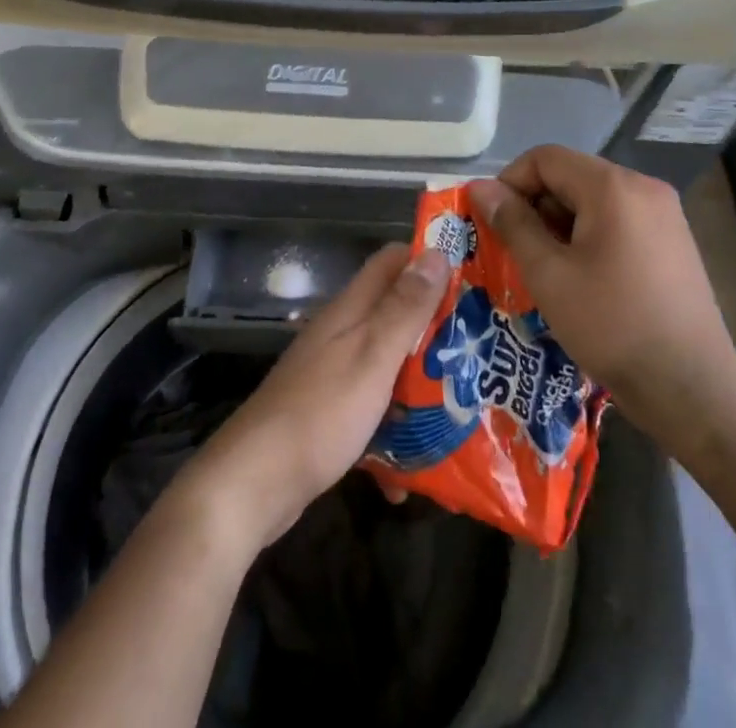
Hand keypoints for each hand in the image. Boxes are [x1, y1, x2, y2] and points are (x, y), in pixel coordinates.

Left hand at [175, 242, 452, 550]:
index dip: (429, 260)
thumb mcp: (372, 356)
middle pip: (395, 312)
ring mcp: (334, 373)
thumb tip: (437, 252)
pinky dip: (394, 431)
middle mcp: (342, 332)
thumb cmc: (321, 412)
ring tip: (463, 406)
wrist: (255, 482)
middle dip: (436, 327)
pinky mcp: (330, 412)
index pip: (392, 261)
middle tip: (481, 347)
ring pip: (388, 363)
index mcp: (351, 309)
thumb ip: (404, 308)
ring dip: (420, 381)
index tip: (473, 276)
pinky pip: (374, 409)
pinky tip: (412, 470)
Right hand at [467, 146, 735, 465]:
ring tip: (546, 270)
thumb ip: (512, 223)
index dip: (510, 183)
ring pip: (593, 200)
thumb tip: (480, 188)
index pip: (545, 158)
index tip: (494, 224)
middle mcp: (643, 187)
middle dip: (535, 207)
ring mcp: (664, 214)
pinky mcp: (673, 241)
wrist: (692, 389)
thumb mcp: (548, 274)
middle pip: (570, 176)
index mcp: (613, 187)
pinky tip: (582, 279)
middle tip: (515, 251)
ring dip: (560, 225)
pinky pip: (618, 221)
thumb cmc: (612, 326)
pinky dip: (589, 237)